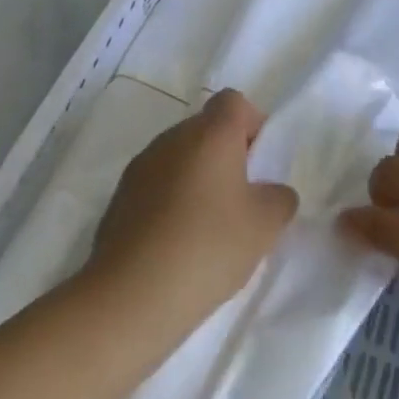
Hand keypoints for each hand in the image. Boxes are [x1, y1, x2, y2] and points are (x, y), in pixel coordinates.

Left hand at [86, 89, 297, 327]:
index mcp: (210, 132)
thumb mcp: (265, 226)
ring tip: (208, 228)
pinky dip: (170, 203)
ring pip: (179, 158)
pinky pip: (156, 186)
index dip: (252, 125)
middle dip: (226, 156)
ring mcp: (140, 166)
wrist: (131, 296)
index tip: (260, 164)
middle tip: (241, 200)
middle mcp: (172, 138)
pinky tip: (177, 244)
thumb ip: (279, 198)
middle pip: (206, 129)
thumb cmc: (208, 246)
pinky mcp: (118, 198)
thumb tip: (272, 193)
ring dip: (196, 180)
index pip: (234, 101)